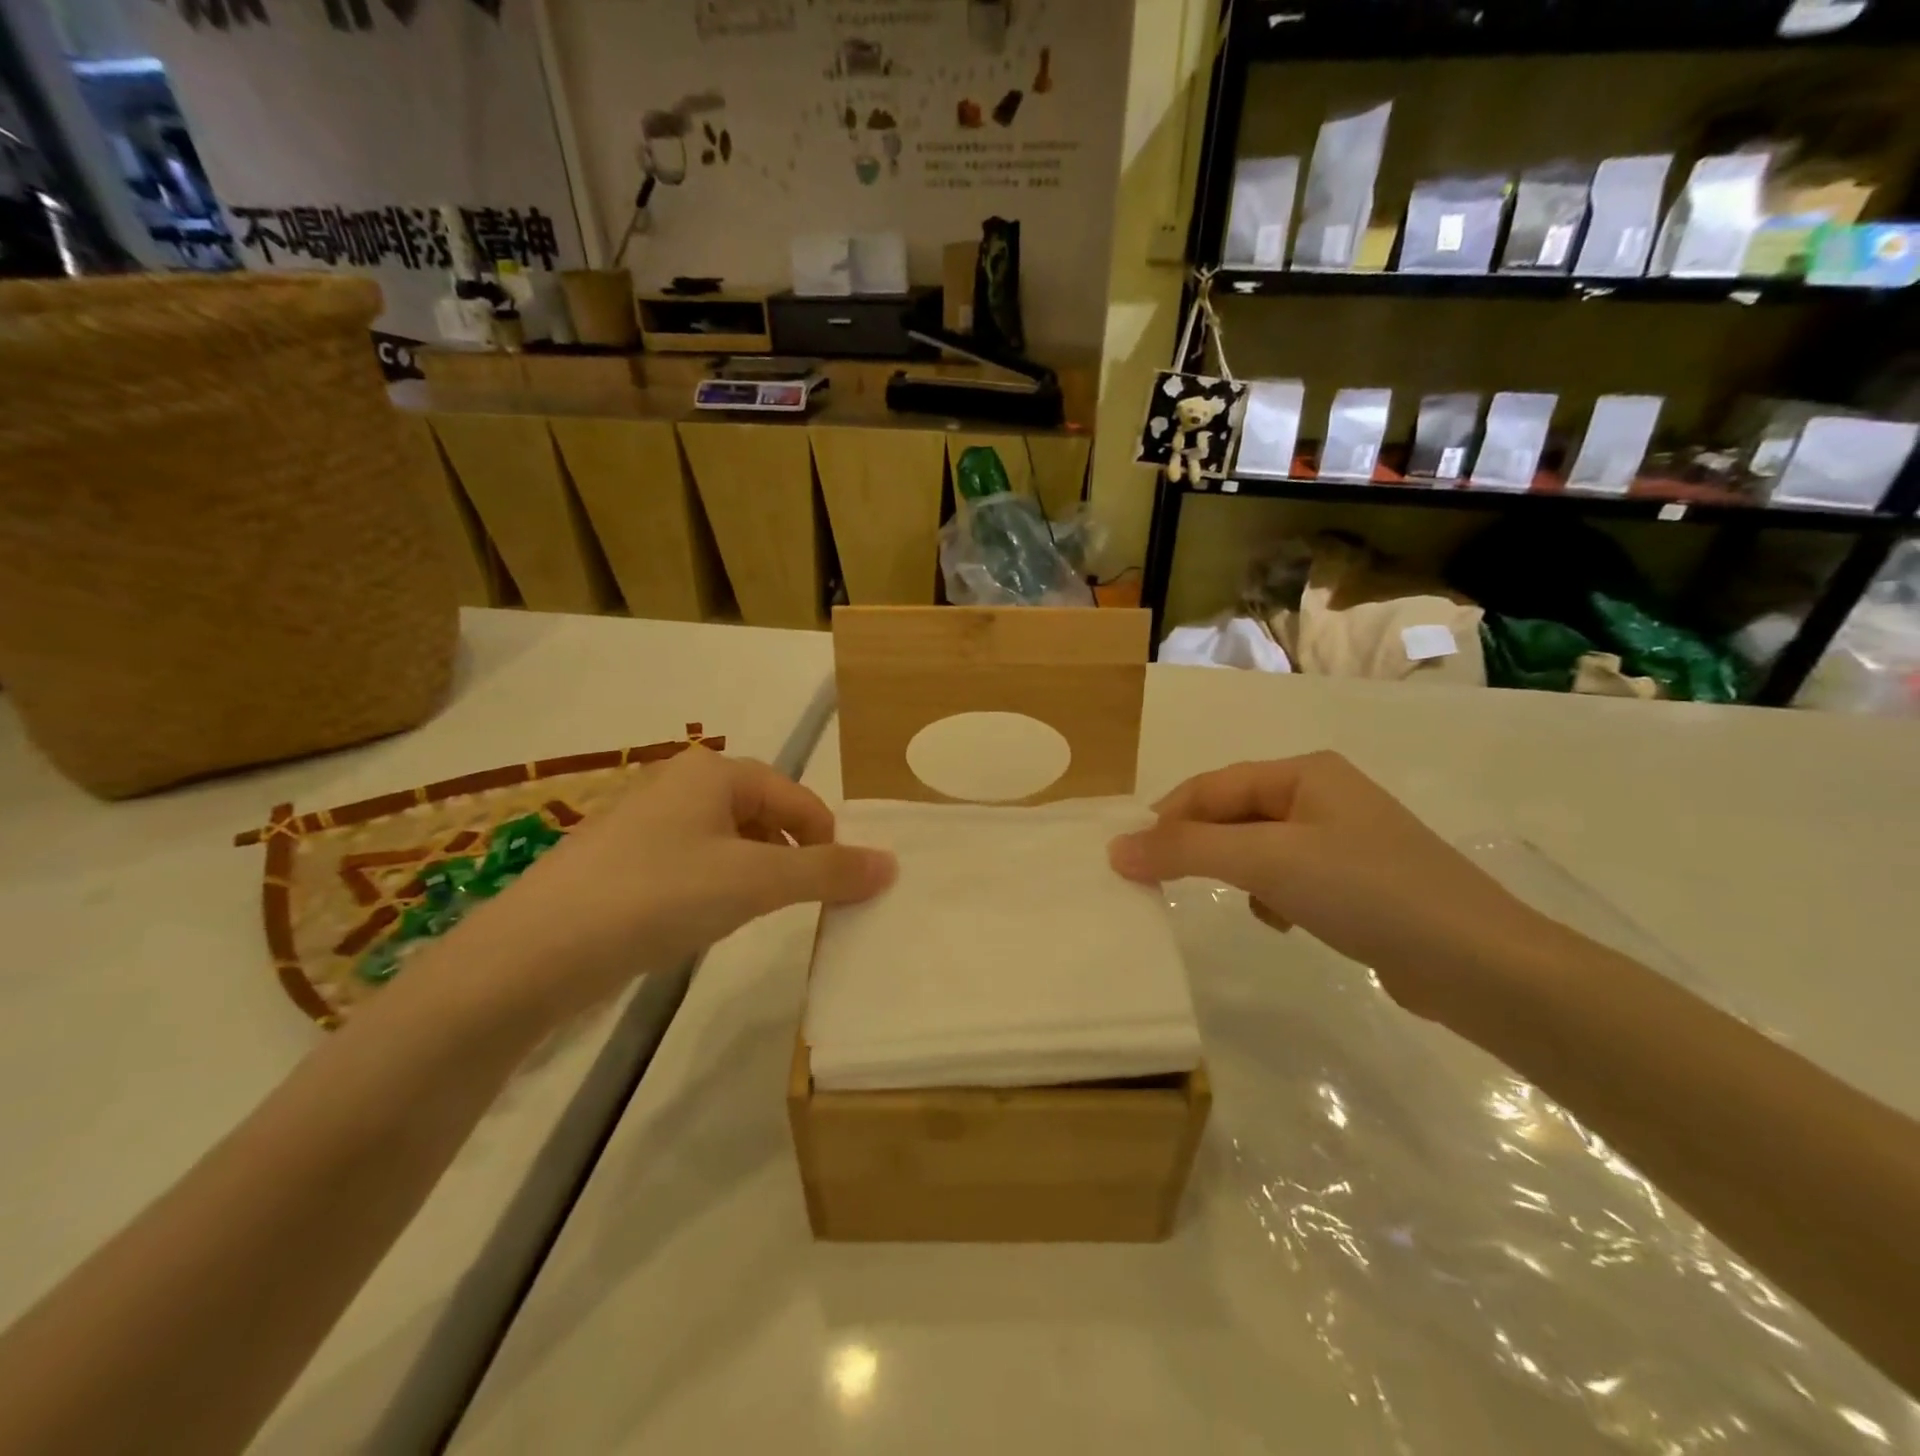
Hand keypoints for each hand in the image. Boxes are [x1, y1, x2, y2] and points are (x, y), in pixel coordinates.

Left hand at [443, 747, 894, 1017]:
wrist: (534, 952)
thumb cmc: (657, 896)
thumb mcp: (754, 882)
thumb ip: (827, 871)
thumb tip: (891, 864)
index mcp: (715, 772)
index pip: (798, 798)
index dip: (827, 842)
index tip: (838, 891)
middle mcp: (680, 784)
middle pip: (764, 814)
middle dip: (789, 857)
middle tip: (792, 903)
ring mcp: (646, 822)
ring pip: (728, 842)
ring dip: (753, 874)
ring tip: (747, 914)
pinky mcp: (622, 861)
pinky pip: (692, 863)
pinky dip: (713, 887)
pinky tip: (698, 922)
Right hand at [1109, 752, 1549, 1025]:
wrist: (1479, 965)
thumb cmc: (1366, 891)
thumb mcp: (1267, 861)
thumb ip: (1187, 850)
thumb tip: (1115, 848)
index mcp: (1304, 773)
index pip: (1212, 786)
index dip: (1165, 818)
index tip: (1127, 858)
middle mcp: (1322, 796)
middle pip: (1234, 815)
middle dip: (1199, 848)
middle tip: (1158, 883)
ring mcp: (1342, 840)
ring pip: (1257, 849)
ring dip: (1236, 874)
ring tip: (1239, 902)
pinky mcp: (1355, 884)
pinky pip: (1287, 878)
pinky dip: (1271, 897)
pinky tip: (1282, 922)